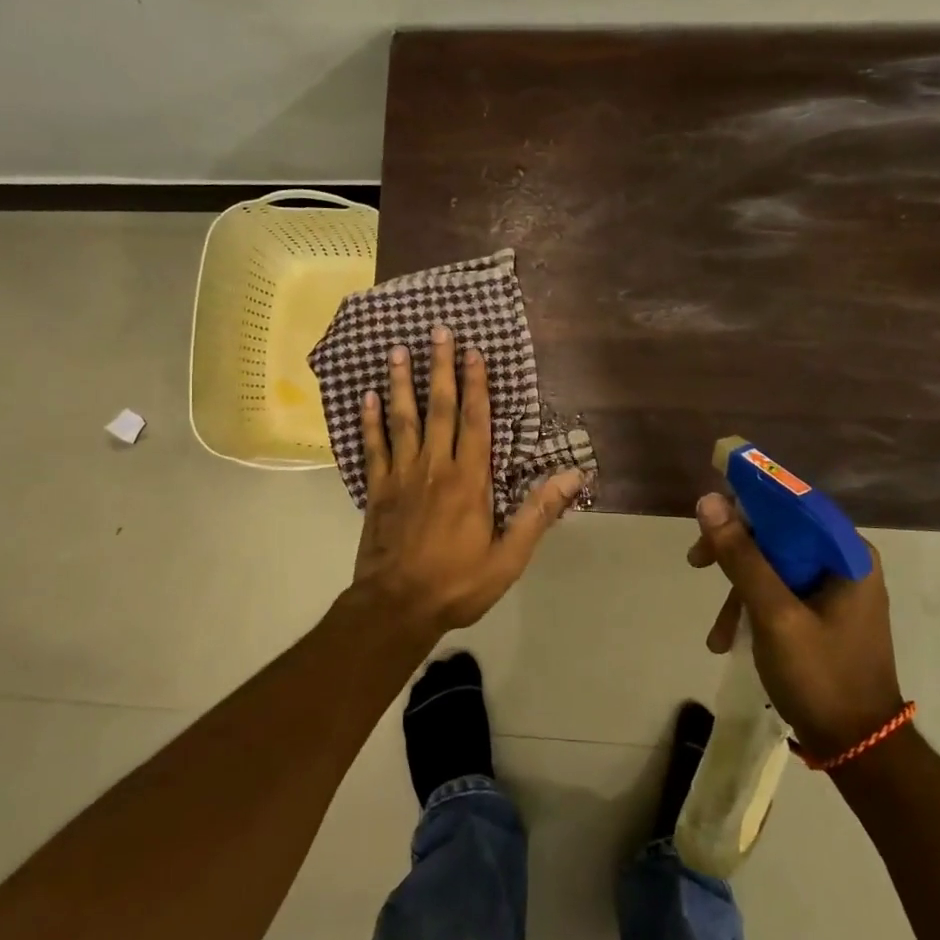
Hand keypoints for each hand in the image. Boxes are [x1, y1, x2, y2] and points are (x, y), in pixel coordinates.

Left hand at [349, 324, 582, 638]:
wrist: (396, 607)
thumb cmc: (458, 583)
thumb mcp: (508, 557)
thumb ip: (537, 513)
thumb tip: (572, 476)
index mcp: (469, 481)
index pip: (476, 422)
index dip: (476, 384)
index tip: (474, 351)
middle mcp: (435, 468)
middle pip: (440, 409)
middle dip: (441, 369)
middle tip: (437, 332)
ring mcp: (402, 477)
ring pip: (403, 420)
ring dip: (402, 384)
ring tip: (398, 350)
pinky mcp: (377, 491)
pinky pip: (374, 447)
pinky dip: (370, 421)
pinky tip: (367, 396)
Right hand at [687, 492, 902, 758]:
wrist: (859, 749)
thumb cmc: (821, 676)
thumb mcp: (774, 614)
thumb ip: (742, 557)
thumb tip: (710, 501)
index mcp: (847, 554)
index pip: (794, 503)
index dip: (749, 499)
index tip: (707, 513)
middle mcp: (844, 563)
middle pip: (780, 533)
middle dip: (735, 551)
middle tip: (696, 562)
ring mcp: (834, 591)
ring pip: (774, 565)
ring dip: (738, 589)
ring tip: (716, 631)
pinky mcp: (823, 615)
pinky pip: (779, 592)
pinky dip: (752, 608)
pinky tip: (729, 639)